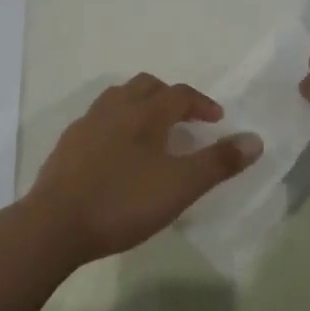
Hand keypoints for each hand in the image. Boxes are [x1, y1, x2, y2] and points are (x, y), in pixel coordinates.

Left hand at [22, 75, 261, 264]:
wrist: (54, 224)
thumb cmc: (123, 202)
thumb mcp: (180, 187)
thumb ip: (218, 163)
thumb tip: (255, 139)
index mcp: (145, 113)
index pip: (180, 94)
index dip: (202, 104)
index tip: (217, 121)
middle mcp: (116, 107)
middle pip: (147, 86)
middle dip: (169, 96)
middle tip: (184, 120)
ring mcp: (87, 123)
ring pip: (118, 98)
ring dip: (140, 105)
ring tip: (151, 131)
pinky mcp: (67, 144)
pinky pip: (98, 120)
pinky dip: (115, 124)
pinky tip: (116, 152)